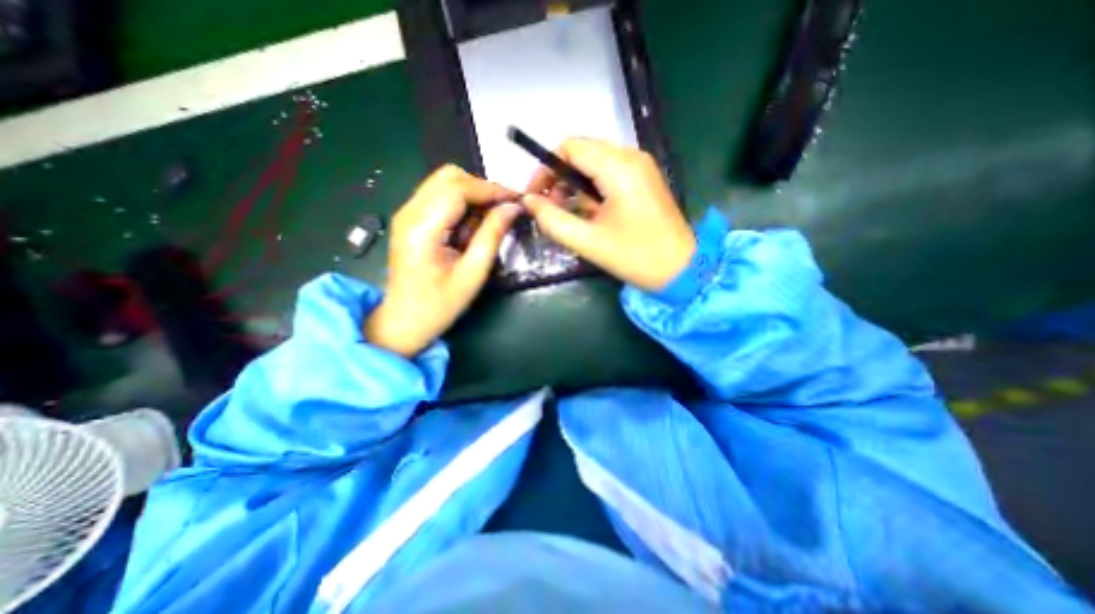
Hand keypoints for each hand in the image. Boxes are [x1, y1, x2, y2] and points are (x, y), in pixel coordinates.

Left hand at [361, 165, 519, 356]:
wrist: (403, 322)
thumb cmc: (439, 305)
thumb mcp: (472, 274)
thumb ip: (492, 236)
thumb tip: (512, 208)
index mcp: (422, 228)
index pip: (458, 188)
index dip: (490, 189)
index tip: (516, 199)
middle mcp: (409, 212)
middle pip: (448, 177)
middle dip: (481, 189)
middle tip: (503, 210)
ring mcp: (406, 214)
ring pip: (443, 183)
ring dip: (471, 195)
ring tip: (489, 220)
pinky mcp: (409, 220)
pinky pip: (438, 197)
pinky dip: (460, 203)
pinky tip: (471, 225)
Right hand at [518, 139, 690, 291]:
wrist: (682, 270)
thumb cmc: (636, 256)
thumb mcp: (588, 241)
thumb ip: (553, 220)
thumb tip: (529, 202)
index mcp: (619, 166)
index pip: (569, 147)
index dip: (545, 169)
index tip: (536, 197)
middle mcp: (631, 157)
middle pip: (581, 154)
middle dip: (560, 180)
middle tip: (552, 211)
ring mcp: (640, 168)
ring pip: (594, 165)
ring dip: (576, 188)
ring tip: (573, 218)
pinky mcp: (644, 181)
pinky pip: (608, 175)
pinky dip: (592, 191)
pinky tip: (592, 215)